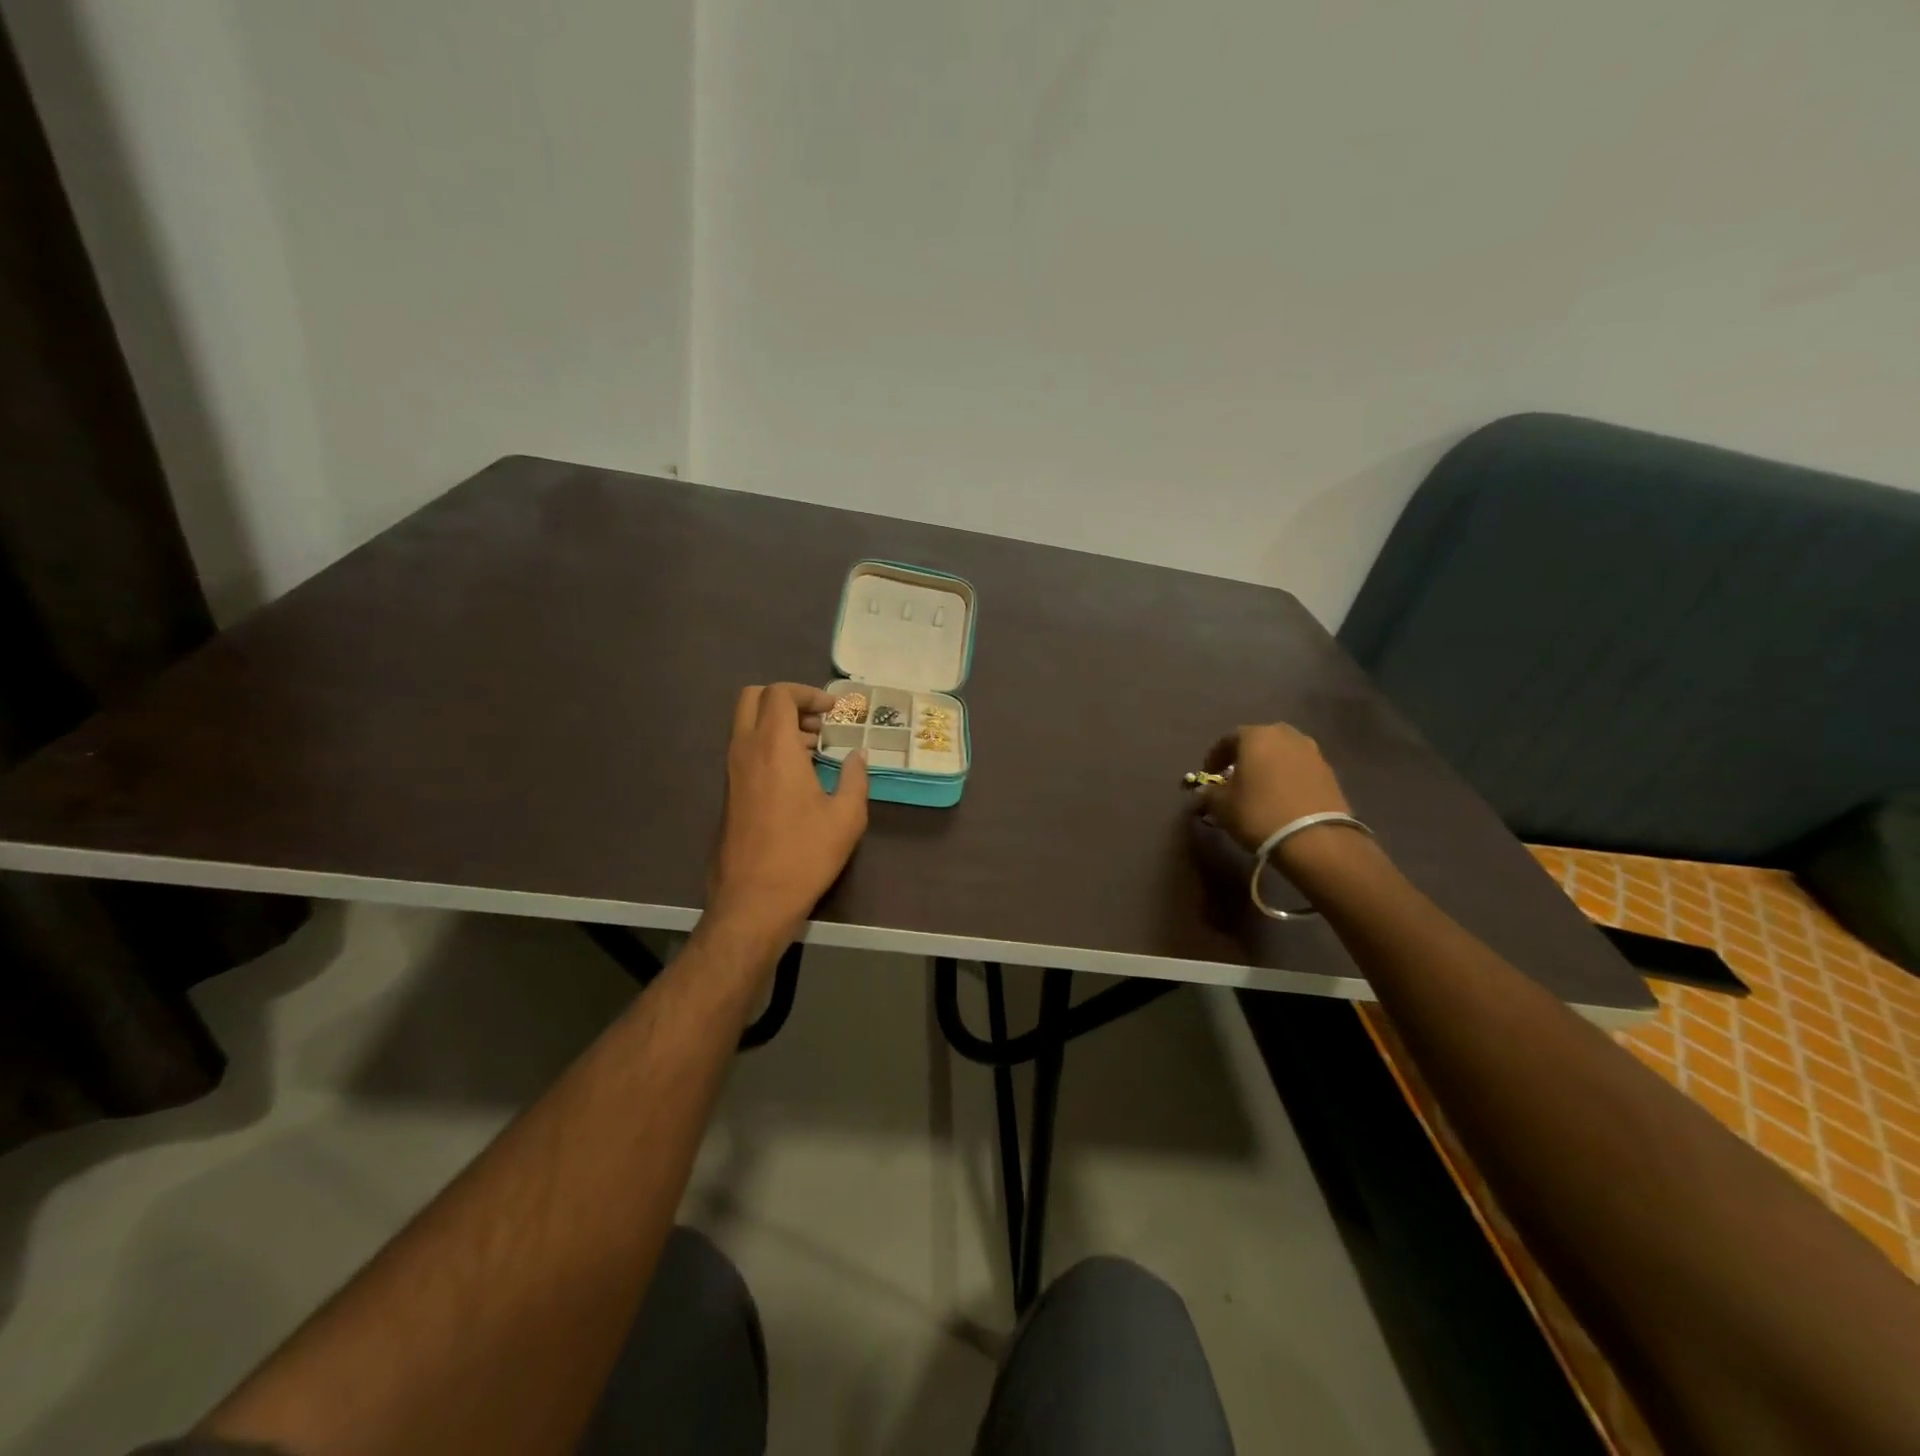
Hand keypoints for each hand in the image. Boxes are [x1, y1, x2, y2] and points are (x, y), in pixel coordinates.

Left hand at [705, 683, 869, 941]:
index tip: (834, 710)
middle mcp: (745, 750)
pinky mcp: (729, 793)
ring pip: (747, 724)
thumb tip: (857, 756)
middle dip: (787, 700)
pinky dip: (769, 746)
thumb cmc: (804, 854)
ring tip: (816, 749)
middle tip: (818, 722)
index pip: (780, 693)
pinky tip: (799, 775)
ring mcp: (732, 772)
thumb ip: (854, 778)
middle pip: (753, 698)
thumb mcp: (846, 816)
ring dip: (778, 724)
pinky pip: (746, 749)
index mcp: (774, 746)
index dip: (808, 693)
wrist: (754, 900)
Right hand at [1198, 723, 1352, 866]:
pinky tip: (1281, 796)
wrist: (1315, 839)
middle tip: (1234, 777)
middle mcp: (1286, 735)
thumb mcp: (1221, 806)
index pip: (1227, 740)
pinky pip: (1299, 768)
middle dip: (1244, 757)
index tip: (1208, 774)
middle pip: (1258, 741)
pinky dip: (1287, 777)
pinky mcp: (1329, 772)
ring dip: (1268, 766)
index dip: (1214, 757)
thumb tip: (1202, 793)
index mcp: (1256, 736)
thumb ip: (1208, 794)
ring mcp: (1312, 752)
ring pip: (1281, 753)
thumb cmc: (1258, 813)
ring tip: (1259, 787)